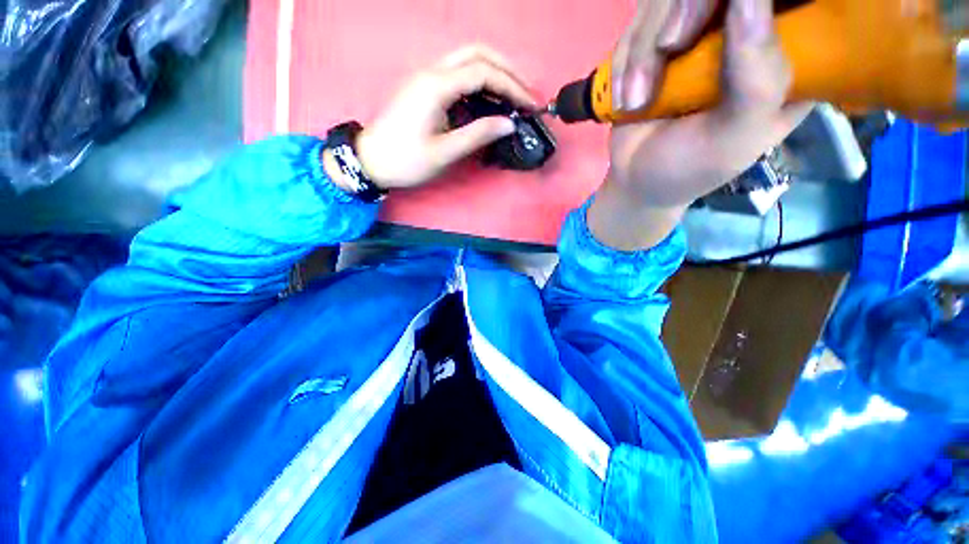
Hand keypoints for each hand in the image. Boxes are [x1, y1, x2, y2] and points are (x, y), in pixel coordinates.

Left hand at [354, 46, 538, 189]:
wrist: (371, 160)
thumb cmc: (407, 160)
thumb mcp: (445, 152)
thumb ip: (478, 135)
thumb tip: (510, 124)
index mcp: (437, 86)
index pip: (484, 73)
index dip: (512, 87)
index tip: (530, 104)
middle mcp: (432, 72)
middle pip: (476, 53)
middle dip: (506, 69)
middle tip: (525, 92)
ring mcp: (426, 77)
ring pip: (466, 59)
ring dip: (493, 72)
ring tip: (512, 95)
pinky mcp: (424, 88)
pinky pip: (457, 74)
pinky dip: (478, 82)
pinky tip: (488, 99)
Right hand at [589, 0, 812, 250]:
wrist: (634, 181)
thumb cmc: (689, 168)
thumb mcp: (734, 138)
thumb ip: (757, 82)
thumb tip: (750, 0)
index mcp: (789, 54)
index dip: (754, 4)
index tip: (720, 27)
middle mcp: (747, 29)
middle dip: (684, 9)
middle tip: (668, 48)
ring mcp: (699, 29)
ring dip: (641, 51)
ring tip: (636, 101)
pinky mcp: (658, 38)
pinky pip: (637, 22)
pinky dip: (623, 62)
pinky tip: (624, 98)